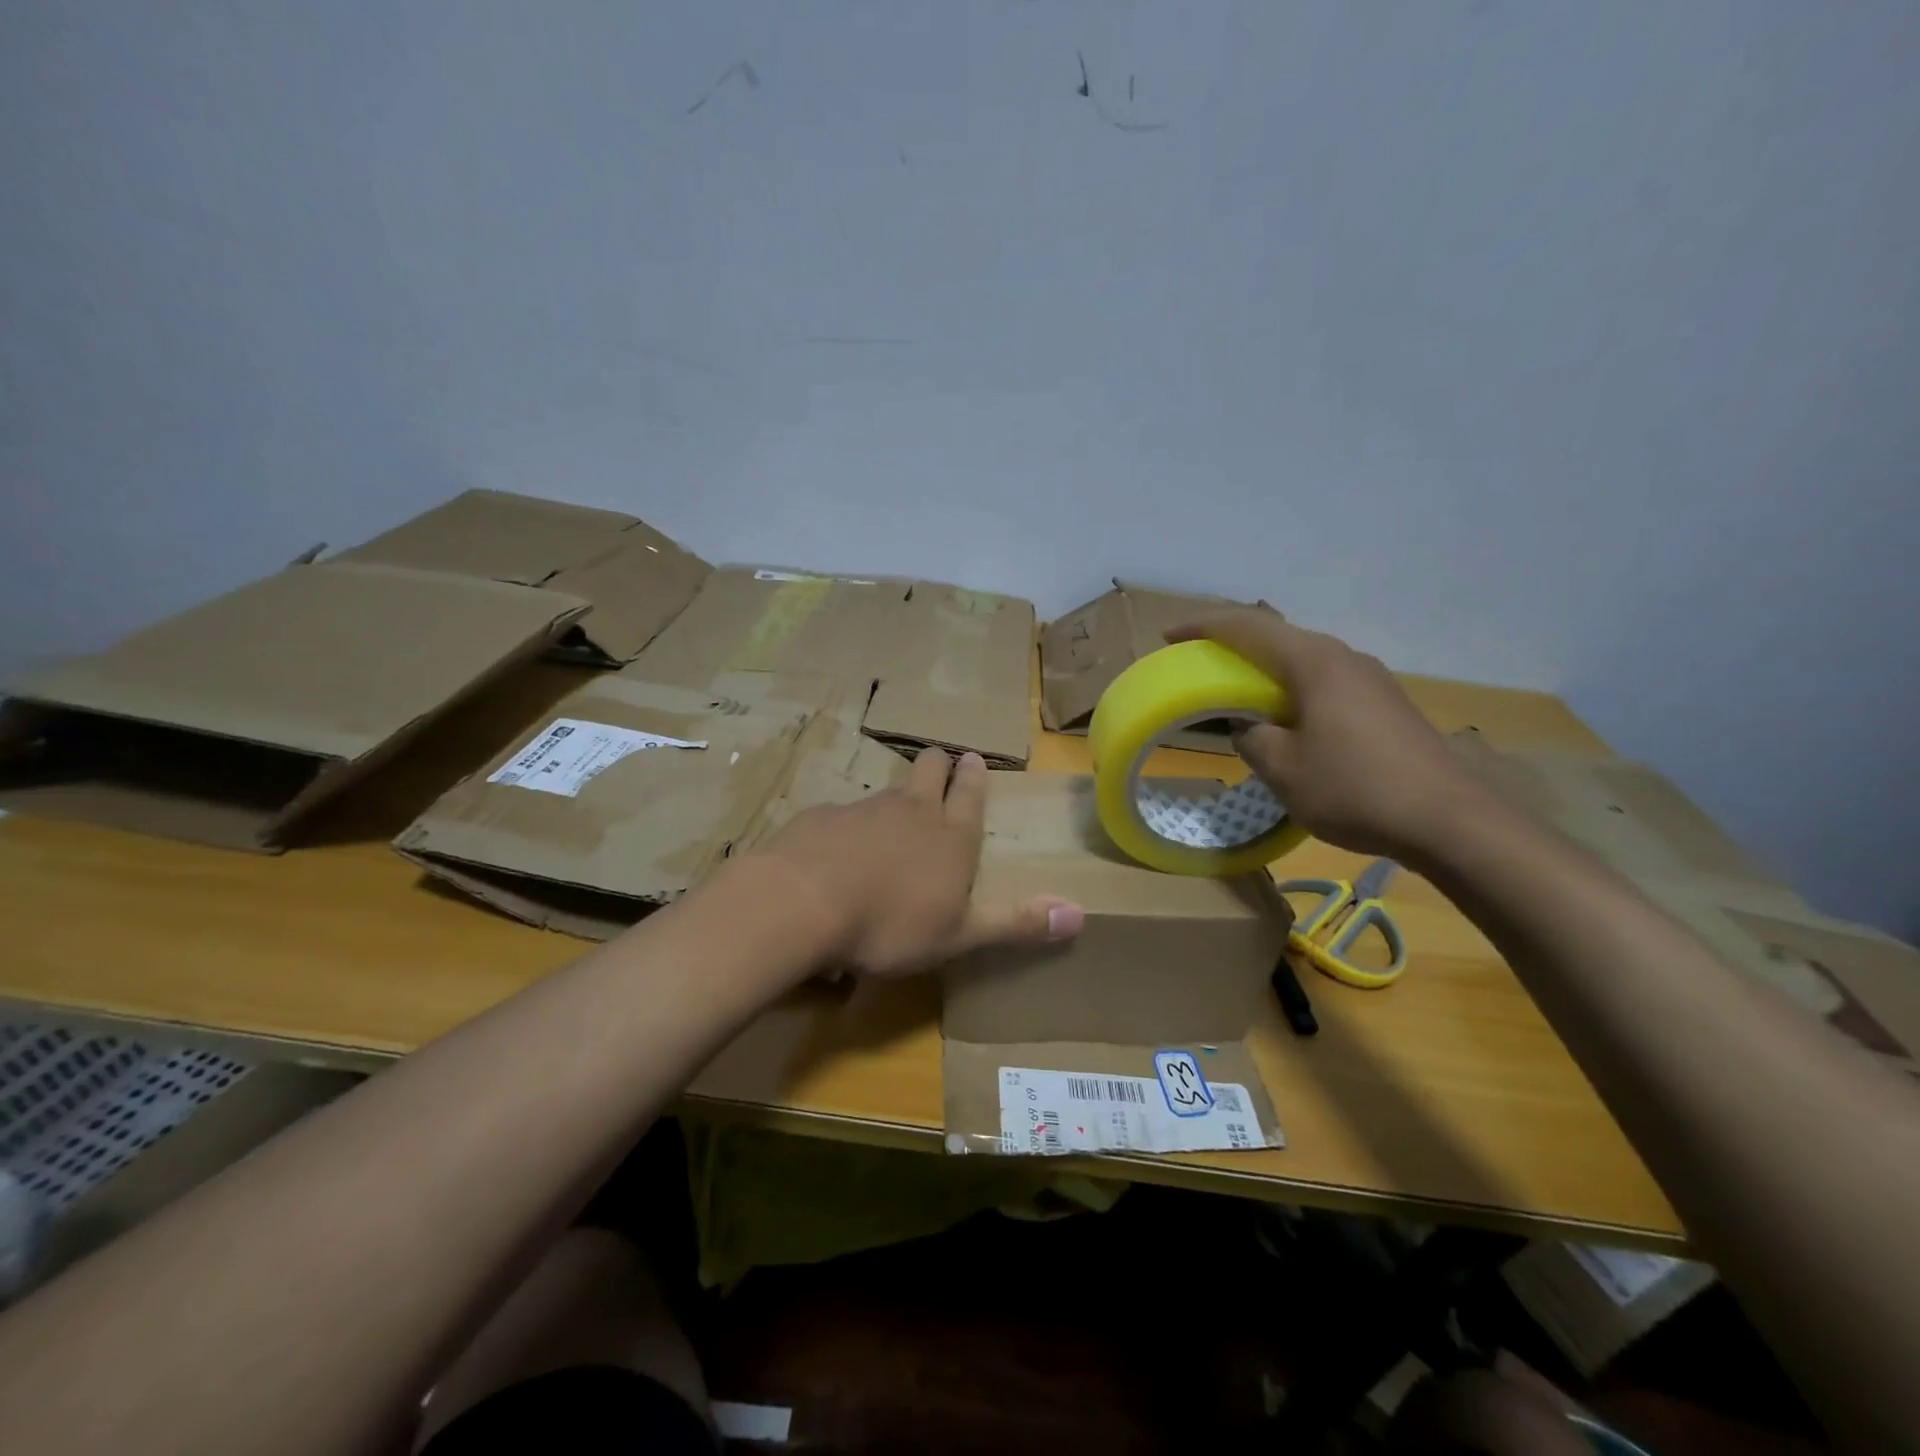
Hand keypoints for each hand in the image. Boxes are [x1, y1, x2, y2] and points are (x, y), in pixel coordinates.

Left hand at [746, 749, 1085, 975]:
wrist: (801, 903)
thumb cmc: (890, 924)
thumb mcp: (959, 934)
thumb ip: (1016, 923)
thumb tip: (1080, 915)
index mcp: (950, 835)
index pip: (970, 792)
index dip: (974, 776)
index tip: (974, 760)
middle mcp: (911, 810)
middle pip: (929, 768)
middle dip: (938, 764)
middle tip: (941, 766)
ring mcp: (862, 809)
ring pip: (887, 790)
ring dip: (895, 797)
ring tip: (892, 819)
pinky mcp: (821, 817)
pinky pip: (842, 814)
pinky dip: (847, 826)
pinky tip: (837, 849)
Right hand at [1166, 610, 1489, 862]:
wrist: (1450, 820)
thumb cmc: (1354, 788)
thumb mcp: (1283, 768)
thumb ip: (1253, 738)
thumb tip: (1252, 728)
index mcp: (1313, 662)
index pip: (1247, 628)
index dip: (1203, 627)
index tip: (1168, 636)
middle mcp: (1343, 657)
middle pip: (1277, 637)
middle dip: (1233, 645)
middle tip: (1200, 663)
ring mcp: (1370, 679)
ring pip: (1303, 661)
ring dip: (1266, 670)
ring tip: (1238, 693)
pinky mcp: (1386, 704)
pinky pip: (1325, 682)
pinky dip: (1292, 690)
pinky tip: (1287, 720)